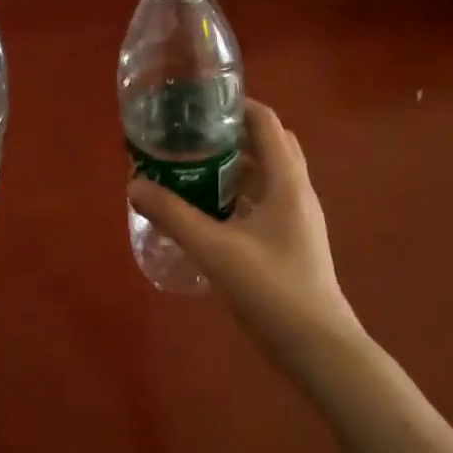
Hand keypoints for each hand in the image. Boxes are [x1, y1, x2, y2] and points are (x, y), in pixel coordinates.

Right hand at [127, 99, 363, 359]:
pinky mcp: (289, 241)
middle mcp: (295, 191)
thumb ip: (173, 215)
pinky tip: (204, 209)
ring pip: (263, 175)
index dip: (235, 105)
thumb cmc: (273, 289)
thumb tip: (134, 185)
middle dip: (229, 134)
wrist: (319, 349)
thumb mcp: (216, 249)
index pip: (266, 123)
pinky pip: (260, 201)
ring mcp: (295, 218)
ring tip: (187, 166)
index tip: (197, 103)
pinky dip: (234, 194)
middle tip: (188, 135)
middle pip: (266, 145)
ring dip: (230, 165)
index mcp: (287, 182)